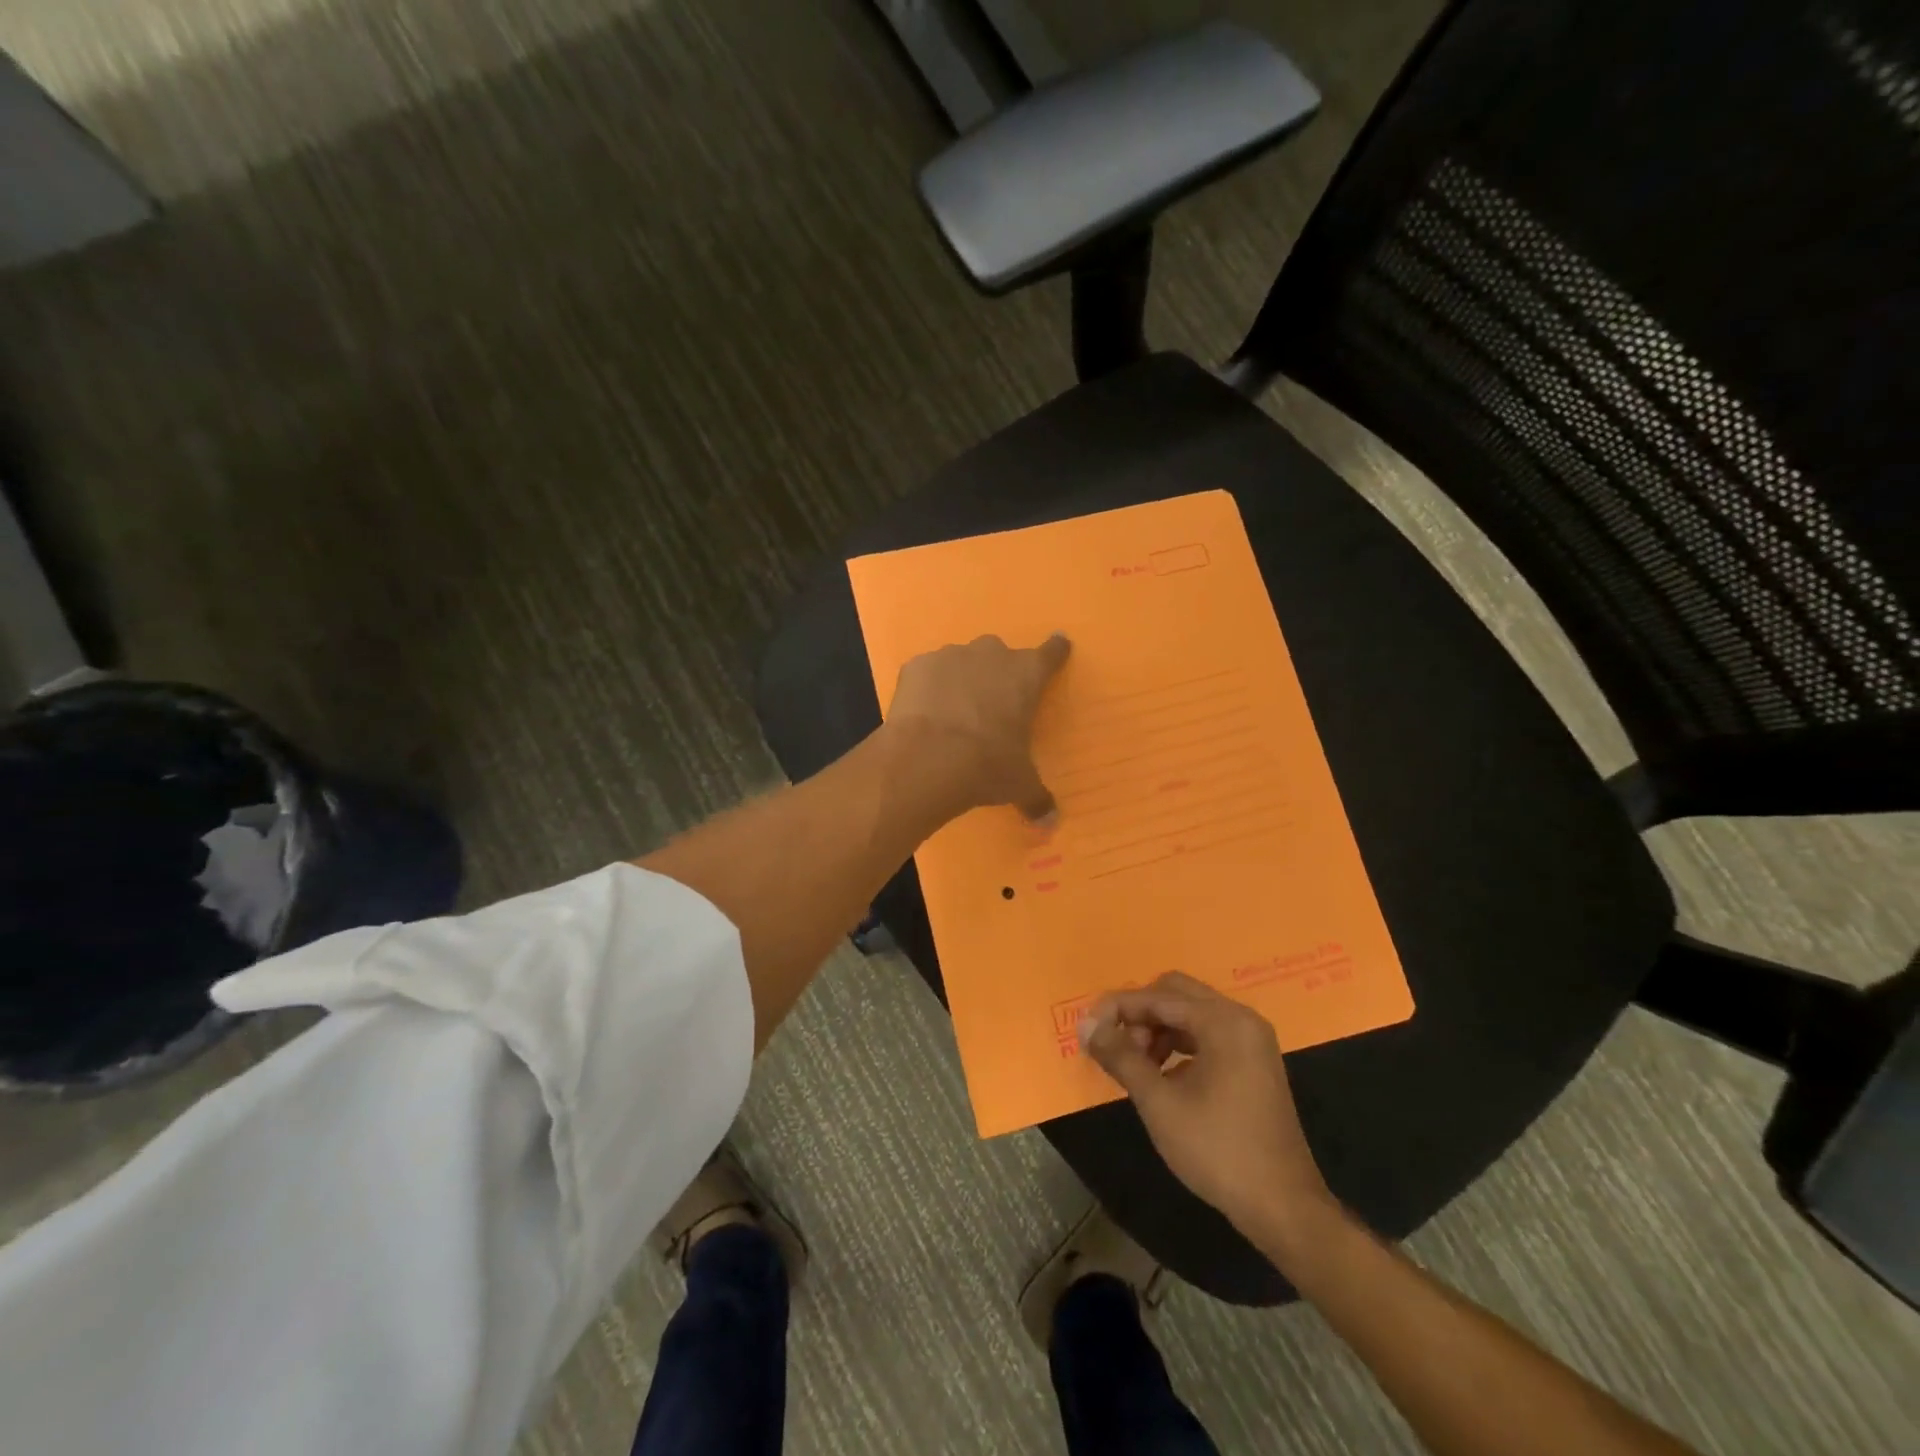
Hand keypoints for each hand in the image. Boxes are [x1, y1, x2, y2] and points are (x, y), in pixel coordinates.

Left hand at [885, 633, 1070, 820]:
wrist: (927, 758)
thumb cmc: (987, 765)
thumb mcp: (1018, 784)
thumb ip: (1036, 798)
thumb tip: (1051, 823)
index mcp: (1026, 675)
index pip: (1050, 654)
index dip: (1056, 651)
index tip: (1059, 643)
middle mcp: (991, 655)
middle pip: (999, 654)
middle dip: (997, 673)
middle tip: (991, 704)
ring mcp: (950, 656)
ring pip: (961, 662)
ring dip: (961, 680)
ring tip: (953, 712)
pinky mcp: (916, 666)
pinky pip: (927, 673)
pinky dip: (928, 688)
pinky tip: (923, 713)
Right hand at [1081, 972, 1335, 1248]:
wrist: (1283, 1208)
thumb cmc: (1217, 1150)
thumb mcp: (1159, 1102)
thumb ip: (1120, 1057)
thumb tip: (1086, 1026)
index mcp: (1223, 1021)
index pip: (1158, 997)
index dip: (1117, 1008)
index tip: (1087, 1028)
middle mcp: (1241, 1019)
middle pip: (1176, 994)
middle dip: (1140, 1015)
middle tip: (1116, 1046)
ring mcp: (1251, 1040)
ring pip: (1191, 1014)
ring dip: (1158, 1030)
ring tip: (1136, 1065)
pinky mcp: (1254, 1062)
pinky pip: (1207, 1035)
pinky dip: (1179, 1045)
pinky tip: (1162, 1076)